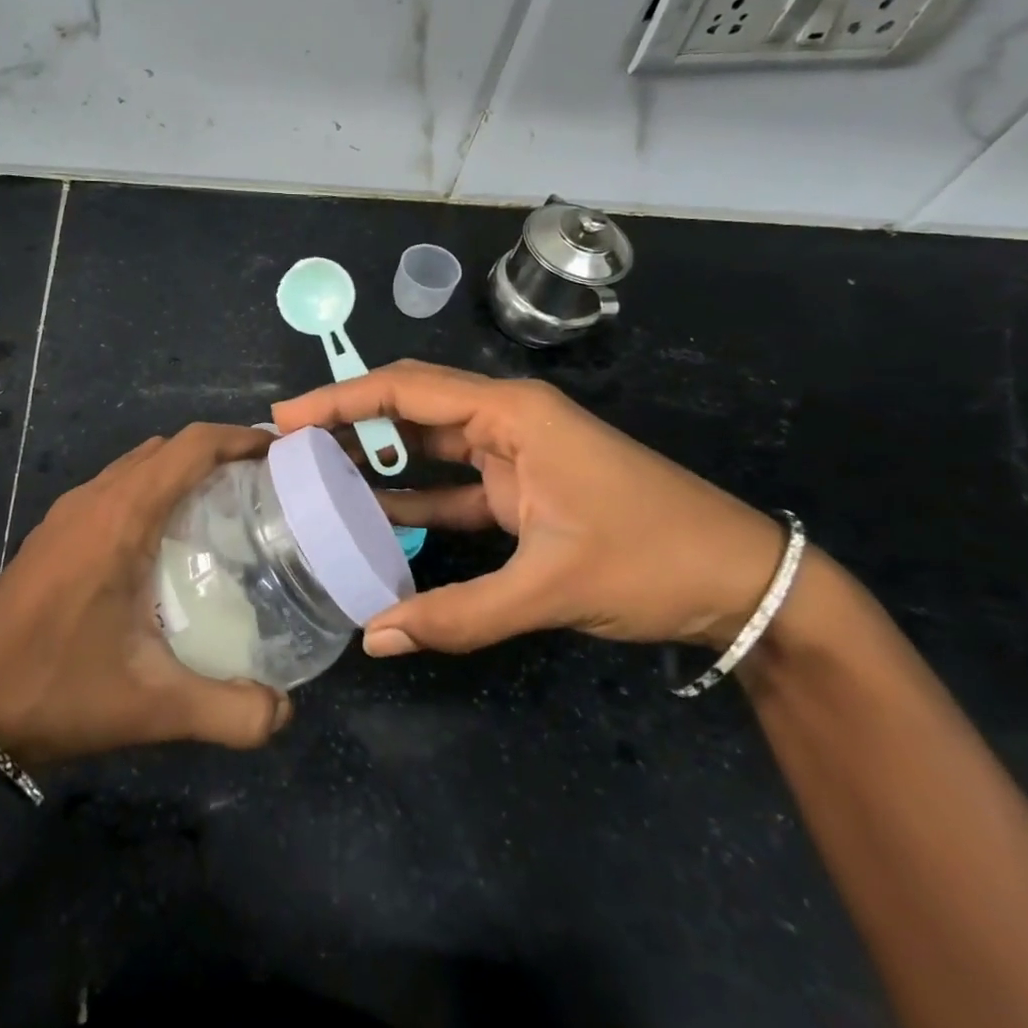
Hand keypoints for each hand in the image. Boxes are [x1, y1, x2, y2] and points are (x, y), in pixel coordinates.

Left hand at [0, 424, 292, 763]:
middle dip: (220, 453)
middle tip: (267, 489)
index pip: (192, 445)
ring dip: (184, 470)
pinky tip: (168, 542)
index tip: (283, 456)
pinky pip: (117, 488)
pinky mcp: (55, 532)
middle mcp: (96, 497)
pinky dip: (154, 490)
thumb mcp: (151, 706)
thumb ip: (229, 712)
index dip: (241, 438)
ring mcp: (69, 512)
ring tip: (227, 509)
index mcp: (122, 515)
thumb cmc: (56, 687)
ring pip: (139, 465)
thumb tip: (285, 713)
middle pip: (169, 448)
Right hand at [272, 360, 783, 655]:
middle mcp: (505, 420)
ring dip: (373, 456)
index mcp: (512, 413)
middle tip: (285, 445)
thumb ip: (459, 613)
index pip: (407, 391)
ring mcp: (512, 454)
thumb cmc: (652, 559)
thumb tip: (374, 636)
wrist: (742, 582)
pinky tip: (367, 514)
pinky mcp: (518, 488)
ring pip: (424, 444)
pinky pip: (448, 483)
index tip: (284, 418)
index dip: (340, 399)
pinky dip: (409, 495)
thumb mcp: (552, 587)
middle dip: (347, 420)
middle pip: (409, 407)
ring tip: (311, 473)